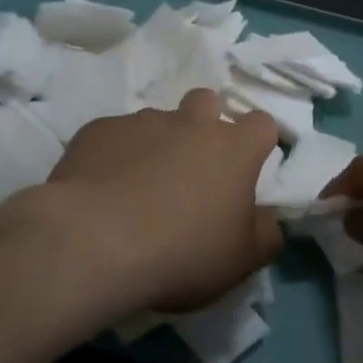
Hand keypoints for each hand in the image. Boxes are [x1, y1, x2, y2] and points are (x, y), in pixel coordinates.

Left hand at [33, 89, 283, 325]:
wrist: (94, 242)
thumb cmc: (182, 251)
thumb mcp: (242, 260)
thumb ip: (265, 233)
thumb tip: (268, 217)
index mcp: (233, 148)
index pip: (261, 123)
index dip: (256, 143)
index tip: (246, 169)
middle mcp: (190, 123)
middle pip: (207, 102)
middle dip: (204, 124)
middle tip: (192, 169)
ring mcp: (140, 122)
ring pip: (157, 121)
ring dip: (157, 144)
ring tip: (139, 187)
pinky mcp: (97, 130)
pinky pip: (114, 136)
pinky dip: (115, 156)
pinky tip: (103, 189)